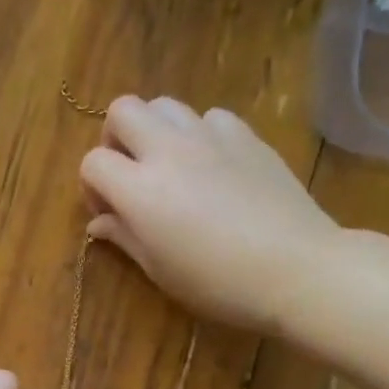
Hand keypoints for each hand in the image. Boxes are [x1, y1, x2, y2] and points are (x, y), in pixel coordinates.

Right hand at [80, 96, 339, 335]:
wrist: (297, 269)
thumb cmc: (218, 283)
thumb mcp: (160, 270)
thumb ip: (124, 237)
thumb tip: (99, 223)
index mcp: (140, 190)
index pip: (93, 162)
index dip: (92, 186)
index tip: (109, 211)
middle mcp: (168, 151)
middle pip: (123, 110)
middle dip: (116, 137)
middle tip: (131, 172)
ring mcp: (210, 137)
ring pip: (165, 105)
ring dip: (155, 130)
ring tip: (170, 165)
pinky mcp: (246, 136)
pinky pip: (209, 117)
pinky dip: (200, 134)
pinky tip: (213, 165)